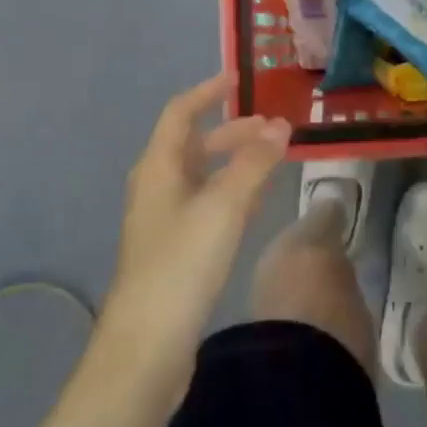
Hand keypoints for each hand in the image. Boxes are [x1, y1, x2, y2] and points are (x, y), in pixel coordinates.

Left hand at [100, 75, 289, 378]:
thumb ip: (254, 163)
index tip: (239, 78)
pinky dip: (232, 191)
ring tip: (273, 158)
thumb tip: (281, 125)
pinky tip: (256, 201)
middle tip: (274, 128)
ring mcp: (164, 220)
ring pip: (203, 175)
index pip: (181, 112)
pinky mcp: (175, 250)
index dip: (208, 92)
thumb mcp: (222, 207)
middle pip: (195, 144)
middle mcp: (157, 187)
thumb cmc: (181, 265)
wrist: (145, 348)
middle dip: (233, 131)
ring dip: (235, 161)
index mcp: (159, 167)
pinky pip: (207, 203)